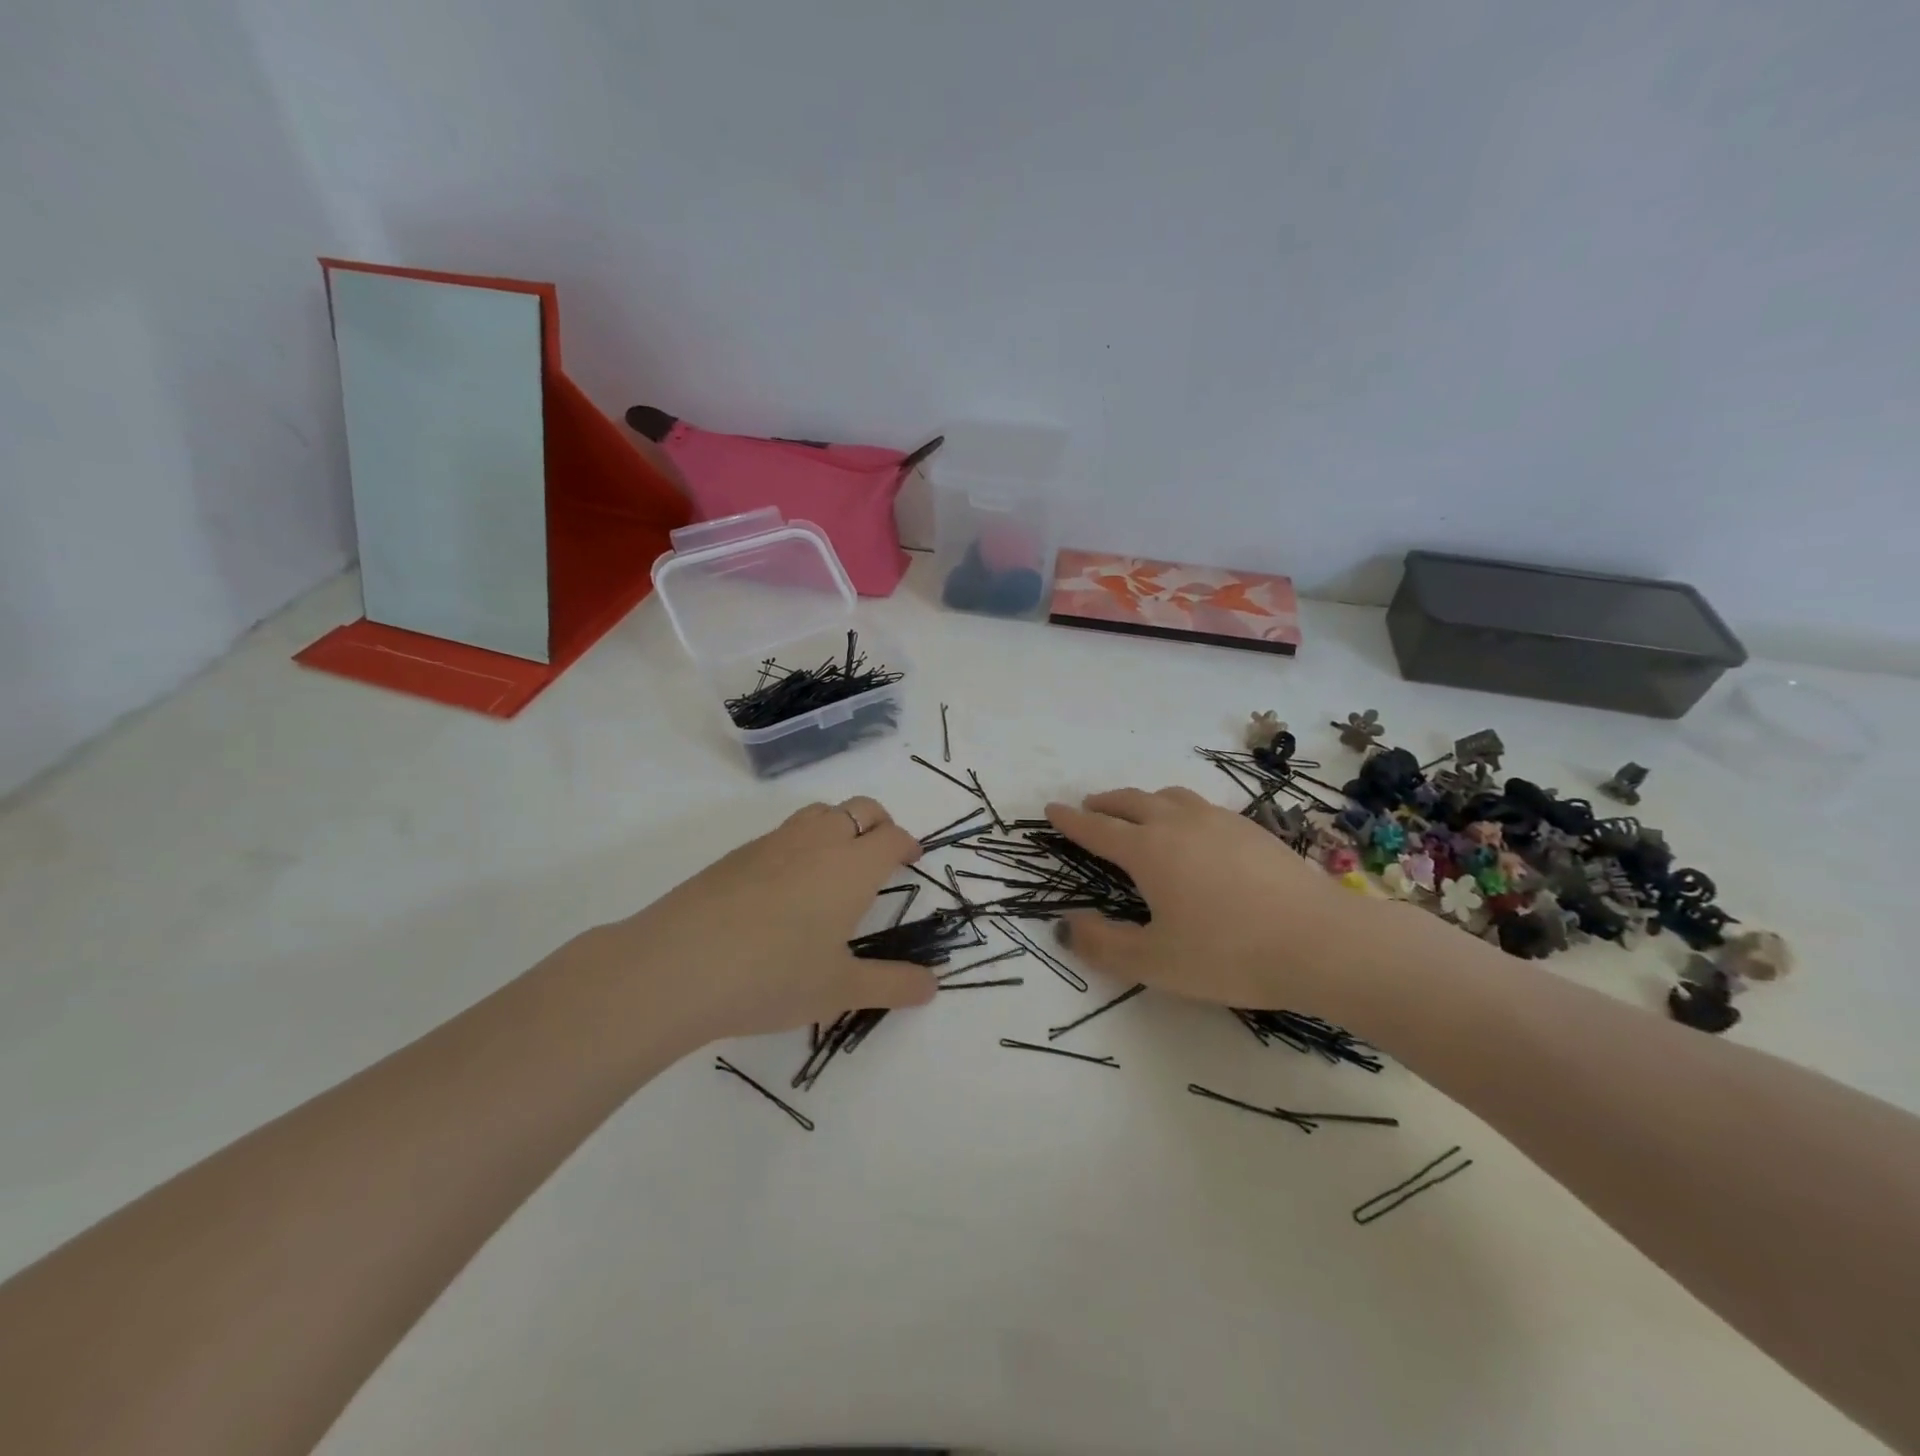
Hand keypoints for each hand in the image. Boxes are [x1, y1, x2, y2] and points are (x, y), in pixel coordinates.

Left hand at [575, 797, 936, 1043]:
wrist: (677, 967)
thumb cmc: (773, 976)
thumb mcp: (840, 990)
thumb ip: (892, 984)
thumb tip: (933, 986)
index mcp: (851, 866)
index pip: (892, 837)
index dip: (907, 844)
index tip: (911, 860)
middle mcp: (817, 841)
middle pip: (860, 809)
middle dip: (879, 824)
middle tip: (882, 855)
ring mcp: (773, 843)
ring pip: (820, 813)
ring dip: (839, 826)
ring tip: (836, 865)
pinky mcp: (736, 855)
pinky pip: (784, 833)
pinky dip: (802, 844)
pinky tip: (786, 888)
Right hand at [1046, 787, 1383, 1010]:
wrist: (1321, 941)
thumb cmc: (1229, 954)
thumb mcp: (1155, 962)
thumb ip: (1103, 945)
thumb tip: (1065, 925)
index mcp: (1148, 851)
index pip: (1097, 829)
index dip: (1070, 821)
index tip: (1051, 810)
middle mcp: (1179, 824)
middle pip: (1131, 801)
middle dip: (1105, 803)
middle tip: (1090, 807)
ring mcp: (1219, 821)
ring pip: (1169, 796)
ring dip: (1143, 800)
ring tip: (1138, 811)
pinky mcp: (1252, 829)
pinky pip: (1201, 806)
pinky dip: (1180, 808)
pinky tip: (1193, 829)